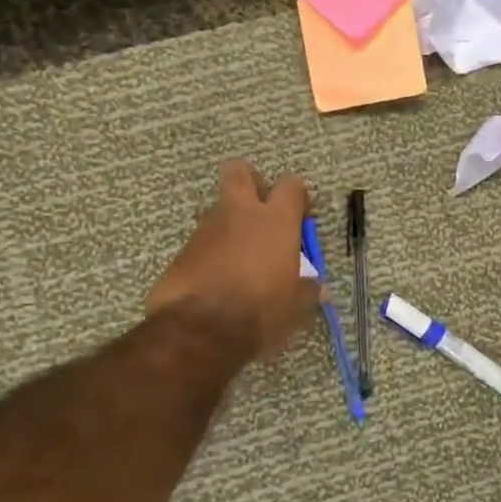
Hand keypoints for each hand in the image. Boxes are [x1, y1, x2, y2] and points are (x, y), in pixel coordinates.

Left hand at [147, 160, 319, 359]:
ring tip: (239, 258)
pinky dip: (211, 254)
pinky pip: (201, 242)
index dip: (297, 196)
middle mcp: (239, 214)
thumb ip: (308, 289)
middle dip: (249, 182)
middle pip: (239, 171)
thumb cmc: (261, 310)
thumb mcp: (296, 305)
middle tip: (260, 209)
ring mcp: (206, 230)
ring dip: (229, 224)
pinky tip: (217, 281)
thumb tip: (318, 288)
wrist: (200, 330)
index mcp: (275, 221)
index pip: (291, 185)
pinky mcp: (182, 252)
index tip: (300, 217)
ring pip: (218, 209)